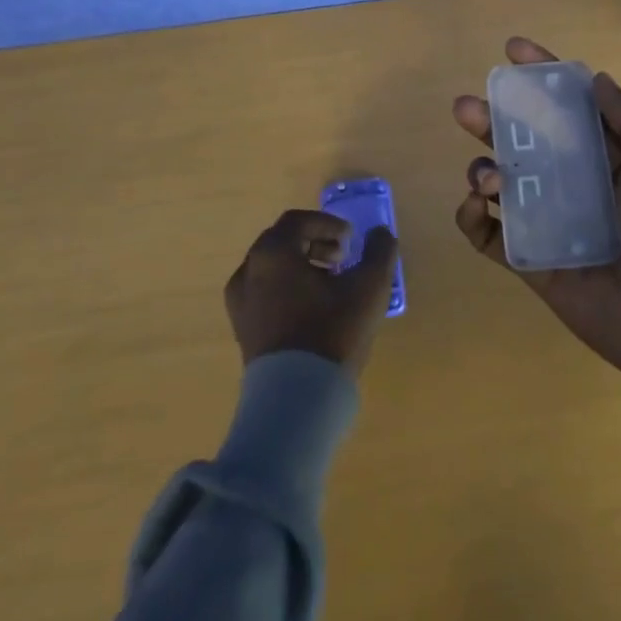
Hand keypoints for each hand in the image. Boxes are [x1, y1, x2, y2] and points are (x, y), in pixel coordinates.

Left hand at [224, 209, 398, 376]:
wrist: (296, 399)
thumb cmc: (331, 333)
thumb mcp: (369, 287)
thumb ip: (379, 252)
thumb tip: (380, 234)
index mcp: (273, 253)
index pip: (297, 221)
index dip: (328, 224)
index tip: (351, 241)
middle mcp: (249, 270)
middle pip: (282, 241)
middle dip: (314, 243)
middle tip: (342, 259)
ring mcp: (240, 302)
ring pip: (272, 268)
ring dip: (301, 266)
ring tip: (330, 286)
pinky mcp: (242, 329)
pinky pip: (264, 292)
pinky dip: (287, 288)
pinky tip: (312, 311)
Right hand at [453, 37, 620, 389]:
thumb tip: (597, 79)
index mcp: (610, 159)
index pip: (569, 108)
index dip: (541, 77)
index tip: (512, 50)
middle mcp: (574, 182)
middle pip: (524, 140)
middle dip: (493, 118)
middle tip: (467, 106)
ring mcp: (549, 220)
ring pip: (501, 182)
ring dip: (482, 168)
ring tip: (487, 177)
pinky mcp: (530, 259)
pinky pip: (490, 235)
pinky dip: (471, 218)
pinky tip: (475, 207)